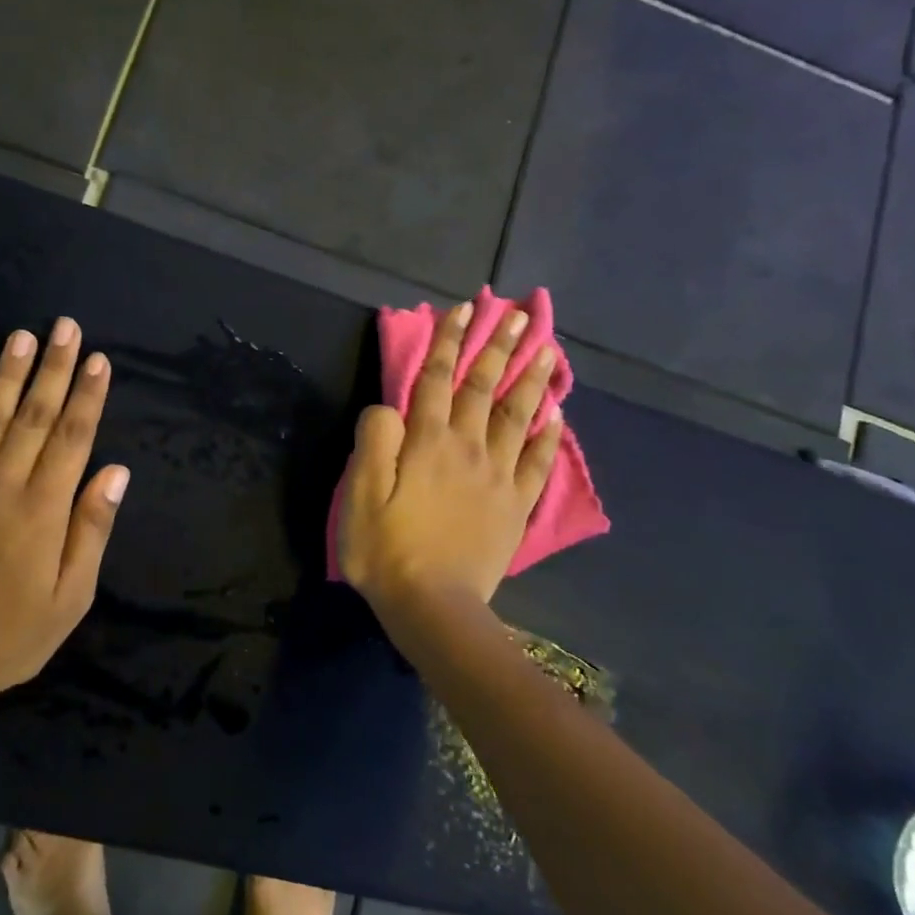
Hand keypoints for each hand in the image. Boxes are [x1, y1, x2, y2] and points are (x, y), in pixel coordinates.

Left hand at [0, 317, 130, 704]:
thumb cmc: (11, 638)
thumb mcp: (71, 597)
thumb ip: (91, 530)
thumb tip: (115, 472)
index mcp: (43, 509)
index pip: (73, 438)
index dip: (87, 396)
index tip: (98, 359)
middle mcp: (2, 485)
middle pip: (34, 416)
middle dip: (53, 369)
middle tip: (65, 326)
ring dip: (6, 375)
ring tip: (20, 336)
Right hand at [338, 301, 561, 610]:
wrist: (433, 606)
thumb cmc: (385, 549)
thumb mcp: (358, 493)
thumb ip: (373, 440)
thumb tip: (389, 407)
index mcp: (426, 443)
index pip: (438, 380)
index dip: (450, 342)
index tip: (464, 309)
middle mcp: (467, 449)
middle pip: (484, 389)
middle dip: (498, 347)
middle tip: (517, 314)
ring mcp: (497, 477)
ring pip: (518, 417)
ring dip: (531, 380)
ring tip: (546, 349)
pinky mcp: (515, 506)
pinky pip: (537, 464)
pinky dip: (548, 436)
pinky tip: (556, 415)